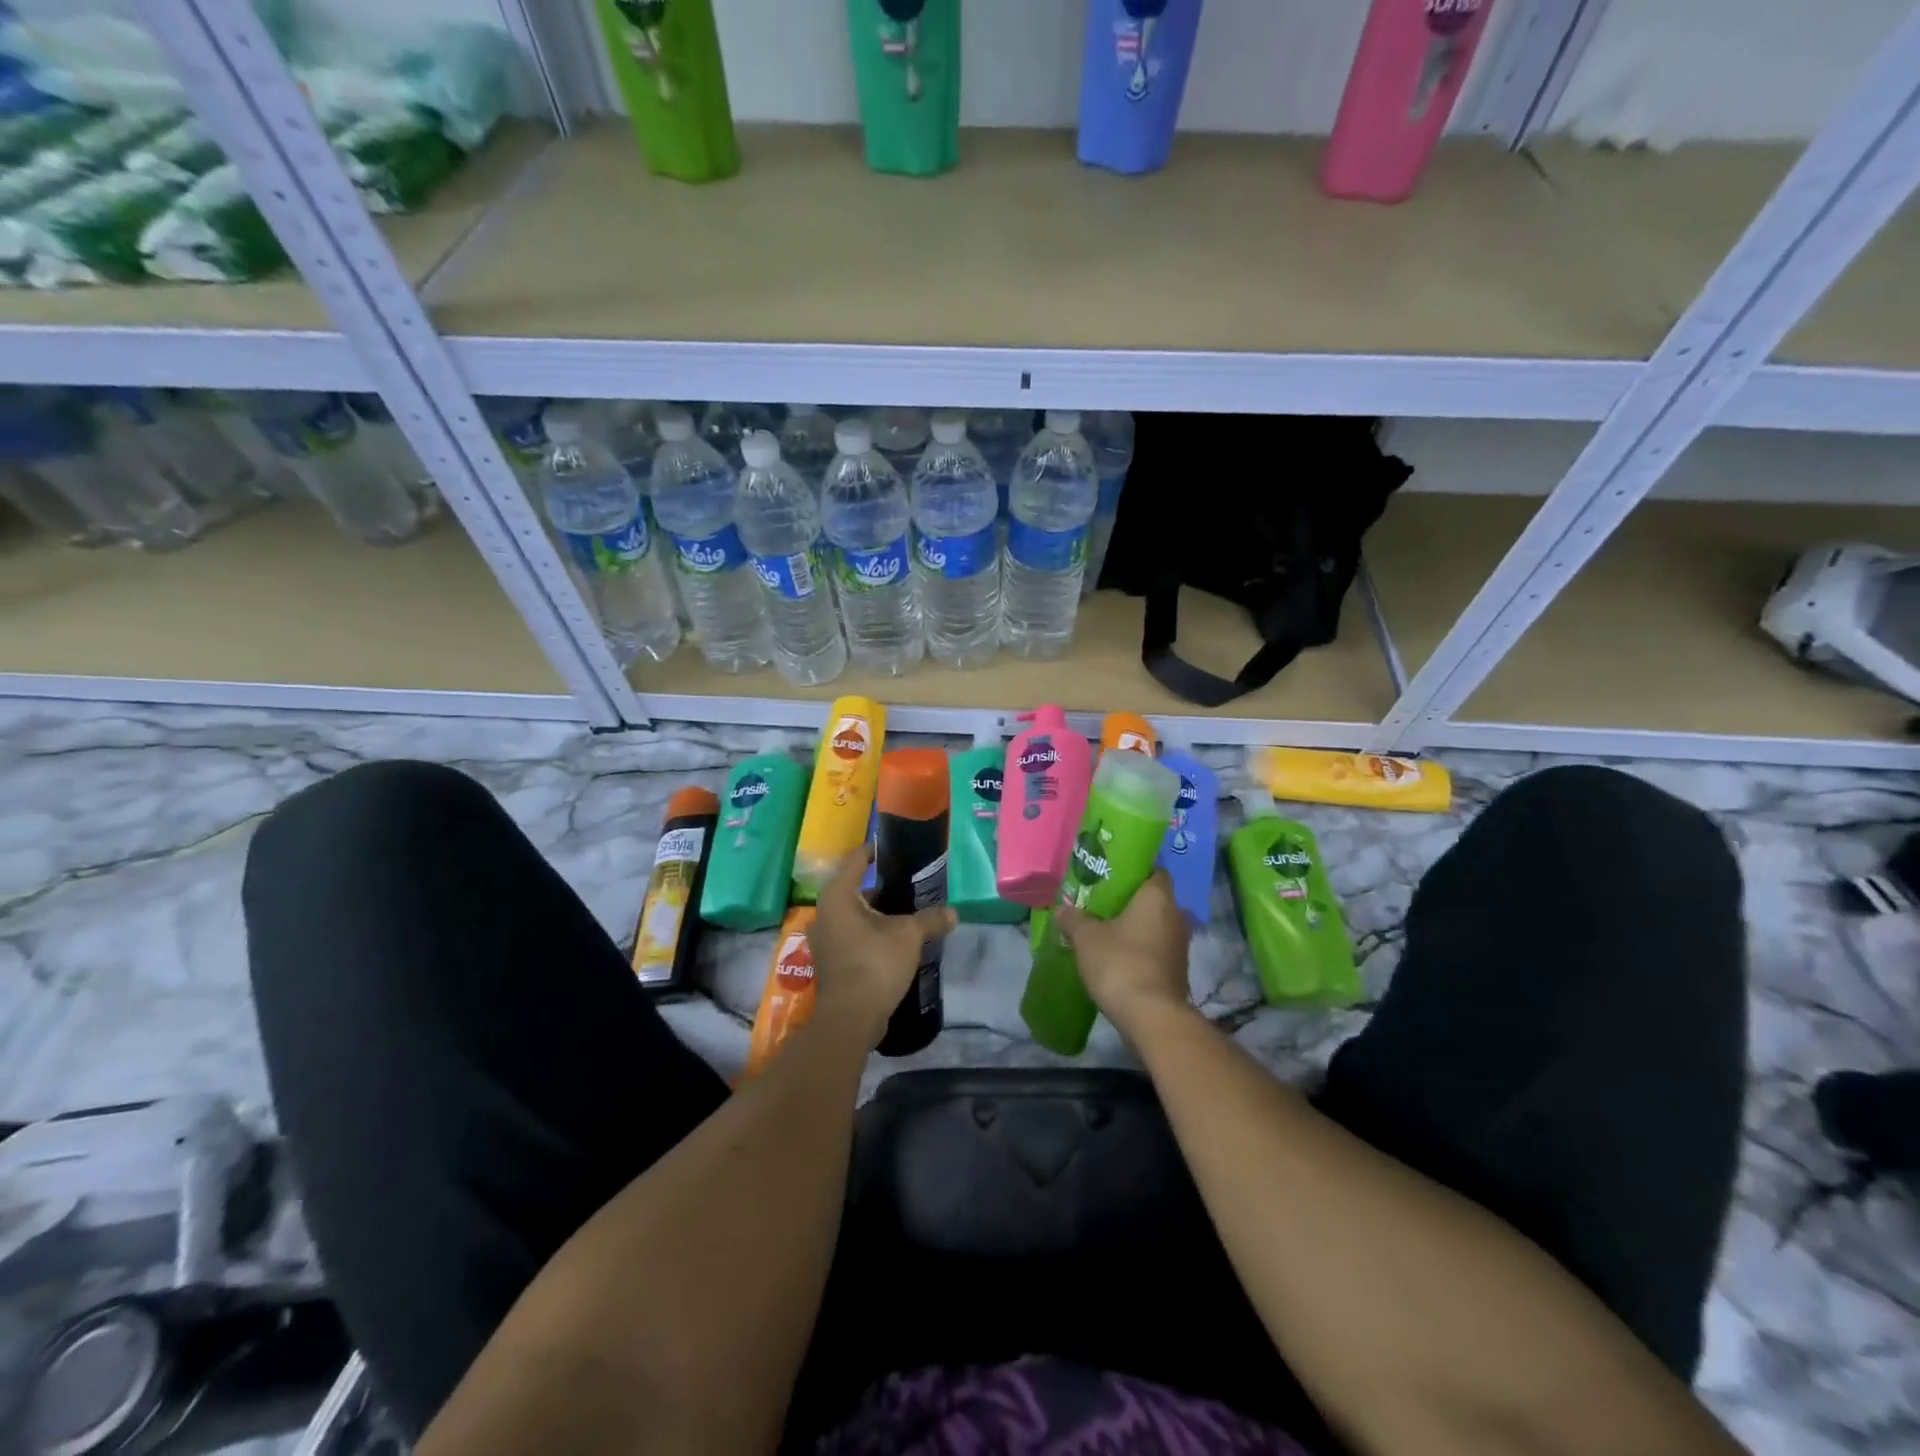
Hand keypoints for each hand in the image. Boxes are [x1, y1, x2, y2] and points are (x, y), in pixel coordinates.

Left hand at [806, 846, 956, 1049]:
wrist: (851, 1017)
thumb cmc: (875, 962)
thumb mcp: (909, 935)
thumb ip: (931, 919)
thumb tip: (954, 914)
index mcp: (838, 895)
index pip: (856, 859)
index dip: (875, 851)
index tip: (893, 848)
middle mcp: (826, 913)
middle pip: (856, 890)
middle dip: (883, 888)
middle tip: (911, 887)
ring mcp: (826, 940)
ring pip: (855, 916)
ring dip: (879, 915)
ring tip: (909, 915)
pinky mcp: (832, 962)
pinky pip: (854, 937)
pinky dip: (872, 935)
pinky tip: (896, 942)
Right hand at [1056, 869, 1194, 1043]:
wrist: (1152, 1017)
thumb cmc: (1121, 964)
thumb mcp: (1086, 938)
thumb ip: (1073, 919)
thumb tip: (1062, 909)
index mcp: (1158, 897)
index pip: (1154, 871)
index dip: (1134, 871)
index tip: (1111, 876)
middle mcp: (1176, 916)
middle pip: (1153, 899)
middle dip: (1129, 902)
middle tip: (1100, 904)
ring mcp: (1180, 946)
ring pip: (1155, 926)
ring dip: (1134, 928)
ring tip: (1105, 931)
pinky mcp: (1177, 971)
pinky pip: (1156, 949)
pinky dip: (1139, 950)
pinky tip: (1117, 957)